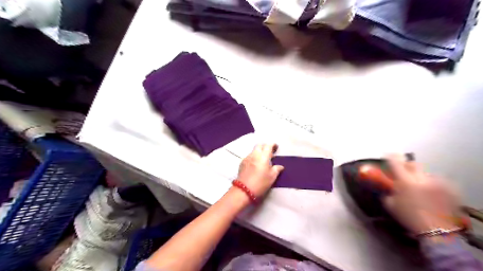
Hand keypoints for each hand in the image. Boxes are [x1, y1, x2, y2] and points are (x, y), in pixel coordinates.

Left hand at [237, 144, 283, 195]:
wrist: (244, 190)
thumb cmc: (261, 183)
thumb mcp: (272, 177)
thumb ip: (276, 169)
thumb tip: (280, 166)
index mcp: (263, 156)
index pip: (268, 145)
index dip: (272, 144)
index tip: (276, 147)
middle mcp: (254, 154)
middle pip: (259, 145)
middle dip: (265, 146)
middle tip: (269, 152)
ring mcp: (247, 158)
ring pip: (254, 150)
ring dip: (259, 152)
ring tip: (262, 159)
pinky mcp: (242, 162)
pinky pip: (249, 156)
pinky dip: (254, 157)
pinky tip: (255, 164)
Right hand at [386, 155, 459, 234]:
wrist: (436, 231)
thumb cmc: (409, 217)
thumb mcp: (390, 204)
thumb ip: (387, 190)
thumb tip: (387, 184)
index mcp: (405, 181)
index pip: (395, 162)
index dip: (390, 156)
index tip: (387, 154)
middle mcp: (421, 178)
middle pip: (413, 164)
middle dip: (407, 166)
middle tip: (403, 174)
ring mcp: (437, 182)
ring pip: (425, 173)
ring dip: (419, 177)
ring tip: (419, 189)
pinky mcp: (449, 188)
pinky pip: (437, 181)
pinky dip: (431, 185)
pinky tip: (430, 195)